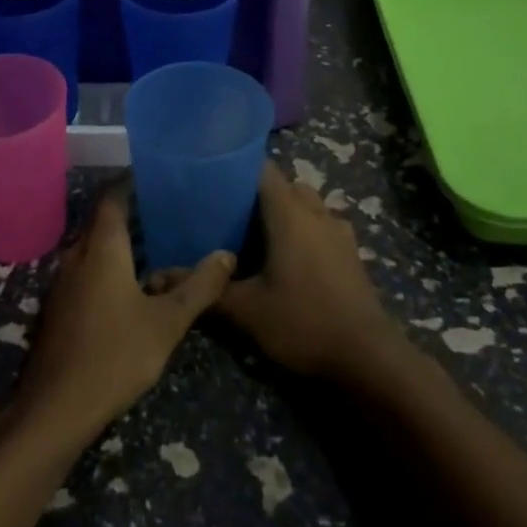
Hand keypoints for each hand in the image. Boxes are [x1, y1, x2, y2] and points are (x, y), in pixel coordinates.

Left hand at [13, 183, 234, 447]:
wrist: (56, 407)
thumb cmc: (115, 355)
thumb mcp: (167, 323)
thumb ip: (199, 287)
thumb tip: (227, 254)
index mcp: (102, 247)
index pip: (113, 195)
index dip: (132, 180)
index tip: (159, 173)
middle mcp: (77, 254)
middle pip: (103, 217)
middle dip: (132, 208)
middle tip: (169, 205)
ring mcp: (64, 280)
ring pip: (94, 244)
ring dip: (122, 237)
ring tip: (159, 239)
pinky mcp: (61, 304)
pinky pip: (87, 266)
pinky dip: (110, 260)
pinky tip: (135, 280)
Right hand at [217, 160, 402, 380]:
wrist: (368, 359)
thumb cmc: (303, 323)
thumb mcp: (246, 310)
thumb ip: (205, 288)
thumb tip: (158, 277)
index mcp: (289, 212)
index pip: (262, 168)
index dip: (236, 167)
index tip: (211, 179)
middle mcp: (316, 211)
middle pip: (284, 184)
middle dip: (257, 192)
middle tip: (226, 212)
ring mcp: (338, 230)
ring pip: (306, 203)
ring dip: (283, 210)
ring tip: (255, 234)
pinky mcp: (351, 251)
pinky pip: (321, 223)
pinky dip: (303, 229)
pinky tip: (287, 257)